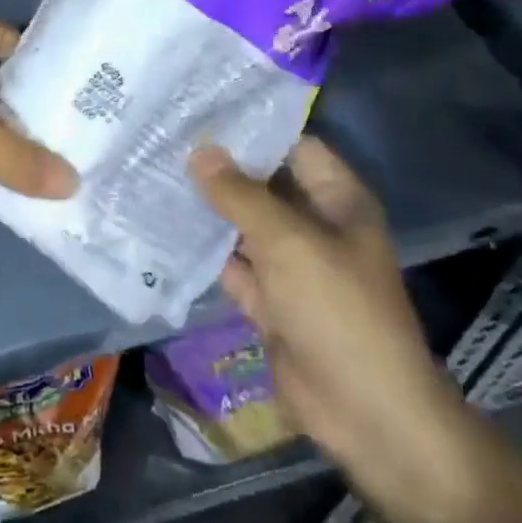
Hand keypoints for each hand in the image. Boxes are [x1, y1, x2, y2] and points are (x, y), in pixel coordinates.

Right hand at [193, 139, 474, 508]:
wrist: (367, 416)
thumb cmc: (339, 311)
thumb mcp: (289, 243)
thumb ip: (241, 195)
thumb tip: (199, 151)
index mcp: (336, 199)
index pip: (291, 144)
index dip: (250, 126)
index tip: (199, 106)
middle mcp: (314, 224)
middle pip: (262, 183)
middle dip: (219, 165)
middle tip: (163, 135)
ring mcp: (290, 264)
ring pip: (243, 223)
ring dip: (207, 206)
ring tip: (154, 170)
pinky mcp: (270, 300)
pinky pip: (232, 263)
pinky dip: (205, 250)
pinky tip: (163, 225)